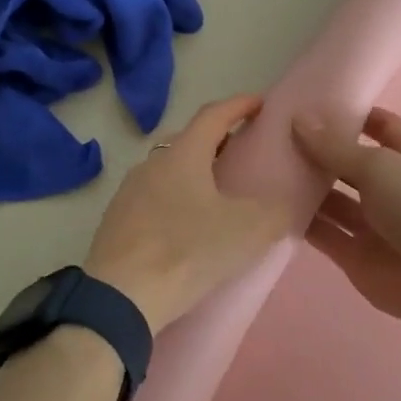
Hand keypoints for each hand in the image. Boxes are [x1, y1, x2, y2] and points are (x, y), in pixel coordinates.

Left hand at [84, 94, 286, 329]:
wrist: (121, 298)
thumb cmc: (188, 251)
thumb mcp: (248, 230)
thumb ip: (276, 210)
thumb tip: (284, 203)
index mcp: (183, 155)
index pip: (213, 115)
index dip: (239, 105)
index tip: (260, 103)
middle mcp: (151, 164)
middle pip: (187, 141)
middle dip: (216, 140)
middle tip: (242, 153)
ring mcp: (128, 193)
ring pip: (167, 171)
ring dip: (193, 173)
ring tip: (216, 193)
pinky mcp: (116, 223)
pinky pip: (152, 198)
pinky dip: (175, 200)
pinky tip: (186, 226)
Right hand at [292, 107, 400, 337]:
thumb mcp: (379, 166)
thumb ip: (335, 147)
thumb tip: (298, 119)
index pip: (382, 127)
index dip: (354, 115)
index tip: (315, 104)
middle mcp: (390, 189)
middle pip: (349, 164)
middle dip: (318, 152)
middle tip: (274, 137)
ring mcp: (373, 225)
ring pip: (332, 201)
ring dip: (305, 187)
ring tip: (265, 168)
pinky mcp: (355, 256)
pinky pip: (324, 234)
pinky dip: (302, 223)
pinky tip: (270, 207)